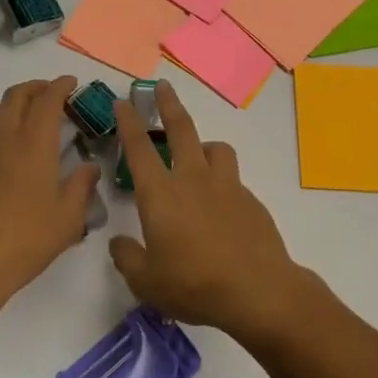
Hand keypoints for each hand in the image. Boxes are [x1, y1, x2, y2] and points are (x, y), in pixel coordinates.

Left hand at [0, 77, 101, 330]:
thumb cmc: (24, 241)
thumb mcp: (67, 219)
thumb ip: (82, 187)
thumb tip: (89, 167)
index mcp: (33, 143)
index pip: (47, 99)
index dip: (60, 86)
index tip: (71, 83)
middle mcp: (2, 136)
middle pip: (17, 95)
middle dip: (37, 88)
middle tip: (52, 94)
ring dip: (11, 103)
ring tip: (25, 115)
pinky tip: (2, 146)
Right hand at [109, 81, 308, 342]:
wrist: (258, 290)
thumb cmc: (194, 285)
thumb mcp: (146, 282)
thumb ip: (127, 258)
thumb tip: (119, 243)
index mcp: (161, 194)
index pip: (139, 148)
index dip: (128, 122)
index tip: (123, 101)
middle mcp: (193, 179)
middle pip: (181, 129)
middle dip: (168, 104)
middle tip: (162, 87)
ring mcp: (226, 186)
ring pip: (215, 148)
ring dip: (203, 144)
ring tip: (198, 156)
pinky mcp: (250, 200)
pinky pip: (233, 179)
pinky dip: (223, 181)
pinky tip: (221, 206)